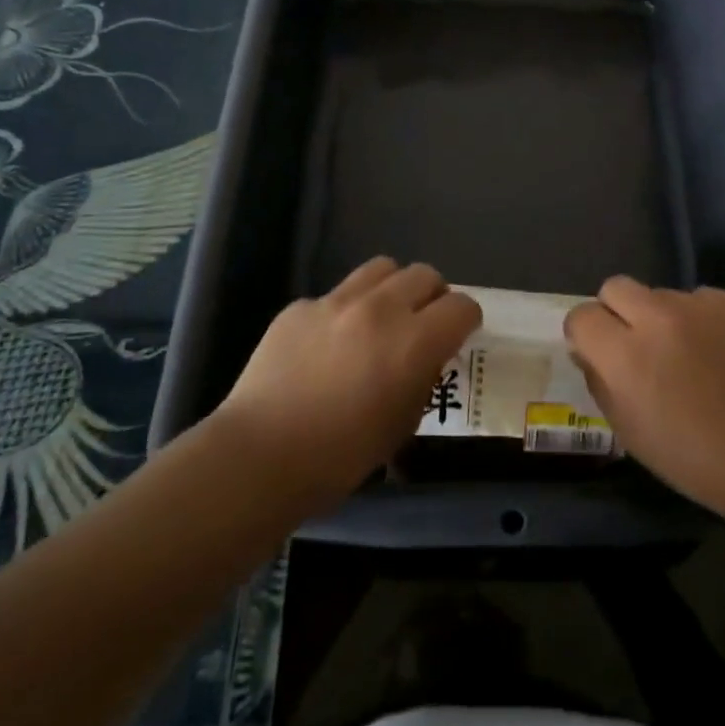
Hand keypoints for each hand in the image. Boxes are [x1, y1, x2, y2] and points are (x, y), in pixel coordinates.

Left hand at [213, 258, 481, 512]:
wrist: (259, 457)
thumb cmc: (340, 457)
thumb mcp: (402, 425)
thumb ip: (422, 379)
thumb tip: (424, 359)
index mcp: (414, 341)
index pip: (462, 306)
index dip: (465, 321)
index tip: (457, 337)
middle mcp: (380, 309)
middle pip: (424, 274)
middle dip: (432, 296)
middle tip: (421, 325)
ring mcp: (335, 302)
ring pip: (382, 268)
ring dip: (392, 289)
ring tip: (380, 319)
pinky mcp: (299, 307)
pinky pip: (335, 295)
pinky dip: (344, 312)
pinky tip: (326, 346)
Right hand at [565, 278, 724, 523]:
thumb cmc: (692, 458)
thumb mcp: (629, 431)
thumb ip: (599, 381)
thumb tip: (587, 351)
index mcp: (627, 355)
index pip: (582, 316)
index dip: (586, 334)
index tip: (599, 352)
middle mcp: (660, 318)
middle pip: (616, 287)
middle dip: (617, 312)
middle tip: (636, 344)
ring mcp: (702, 305)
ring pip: (662, 294)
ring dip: (662, 317)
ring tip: (687, 354)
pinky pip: (702, 299)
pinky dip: (701, 320)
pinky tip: (720, 353)